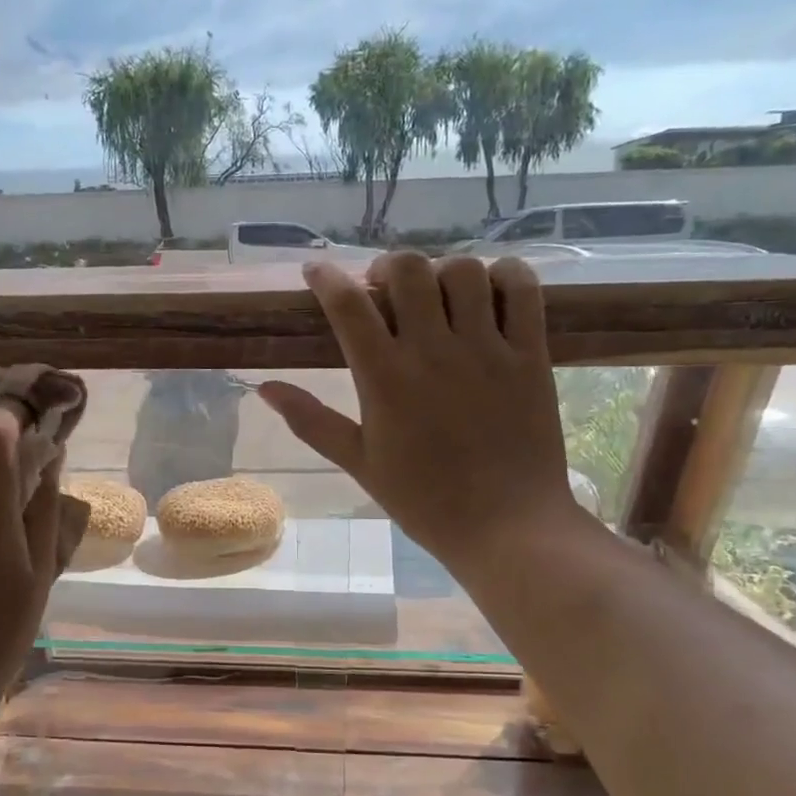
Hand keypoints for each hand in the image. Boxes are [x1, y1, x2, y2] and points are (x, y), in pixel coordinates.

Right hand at [259, 253, 590, 582]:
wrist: (506, 527)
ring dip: (442, 271)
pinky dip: (505, 275)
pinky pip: (523, 289)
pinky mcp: (531, 355)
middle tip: (383, 289)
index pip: (349, 306)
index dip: (327, 278)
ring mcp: (487, 349)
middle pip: (407, 271)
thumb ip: (311, 421)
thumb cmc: (424, 500)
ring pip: (463, 271)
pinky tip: (490, 289)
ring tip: (437, 294)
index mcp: (385, 379)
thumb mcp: (358, 462)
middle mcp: (434, 351)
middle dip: (386, 267)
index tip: (316, 270)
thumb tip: (265, 389)